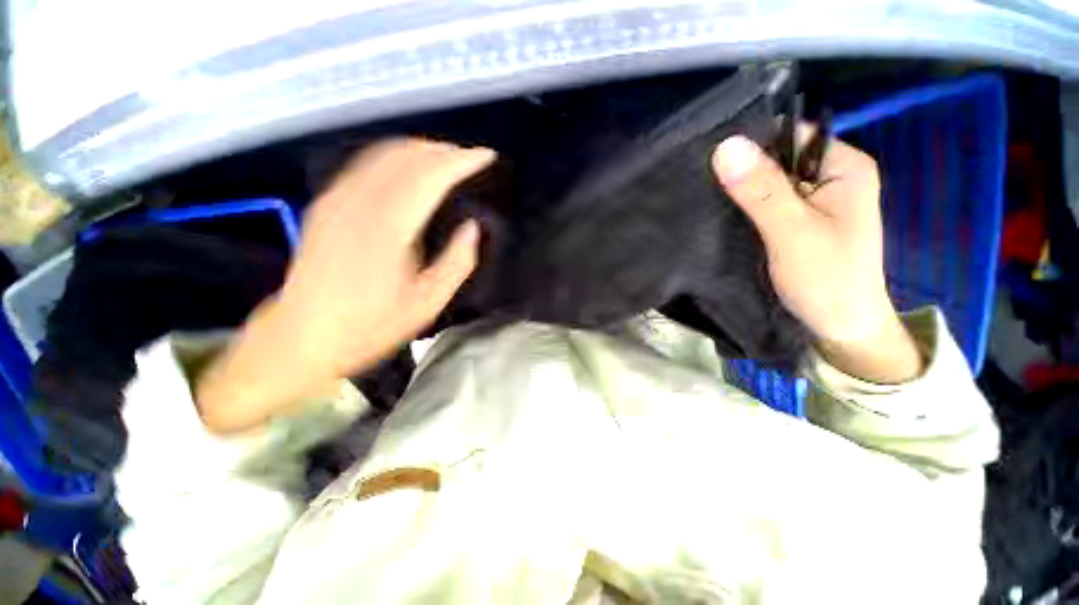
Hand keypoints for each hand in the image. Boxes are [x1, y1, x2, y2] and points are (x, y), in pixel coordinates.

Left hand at [197, 139, 493, 432]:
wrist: (302, 337)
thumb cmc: (370, 326)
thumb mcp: (428, 303)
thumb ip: (457, 263)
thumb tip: (472, 229)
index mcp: (390, 228)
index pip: (431, 175)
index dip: (461, 161)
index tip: (485, 156)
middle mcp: (360, 202)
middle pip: (407, 155)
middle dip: (443, 150)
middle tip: (469, 159)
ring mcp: (338, 199)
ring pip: (384, 153)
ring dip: (420, 150)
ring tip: (445, 159)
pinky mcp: (327, 204)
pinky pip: (366, 164)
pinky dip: (395, 157)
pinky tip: (409, 170)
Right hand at [712, 131, 923, 382]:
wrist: (839, 328)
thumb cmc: (826, 280)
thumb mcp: (792, 232)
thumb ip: (761, 190)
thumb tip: (725, 146)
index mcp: (843, 167)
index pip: (790, 136)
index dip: (751, 144)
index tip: (710, 160)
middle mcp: (830, 177)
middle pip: (777, 159)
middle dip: (742, 171)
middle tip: (702, 184)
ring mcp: (812, 202)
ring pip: (767, 184)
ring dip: (739, 192)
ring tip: (705, 199)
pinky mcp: (796, 222)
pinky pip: (765, 205)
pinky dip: (743, 210)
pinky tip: (721, 217)